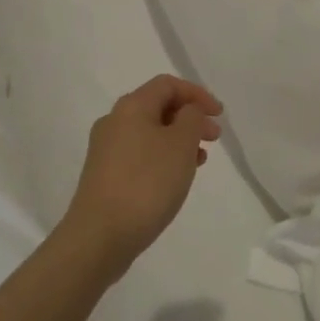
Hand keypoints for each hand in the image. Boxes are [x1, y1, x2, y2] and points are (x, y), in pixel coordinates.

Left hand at [62, 75, 222, 280]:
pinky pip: (140, 154)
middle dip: (190, 118)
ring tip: (199, 160)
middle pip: (158, 106)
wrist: (100, 236)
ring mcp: (106, 149)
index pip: (168, 84)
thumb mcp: (181, 144)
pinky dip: (163, 157)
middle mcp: (114, 121)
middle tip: (214, 137)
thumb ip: (191, 118)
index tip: (219, 115)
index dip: (197, 94)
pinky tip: (175, 178)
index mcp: (131, 106)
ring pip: (150, 132)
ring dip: (178, 139)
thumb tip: (187, 112)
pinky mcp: (104, 175)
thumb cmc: (147, 183)